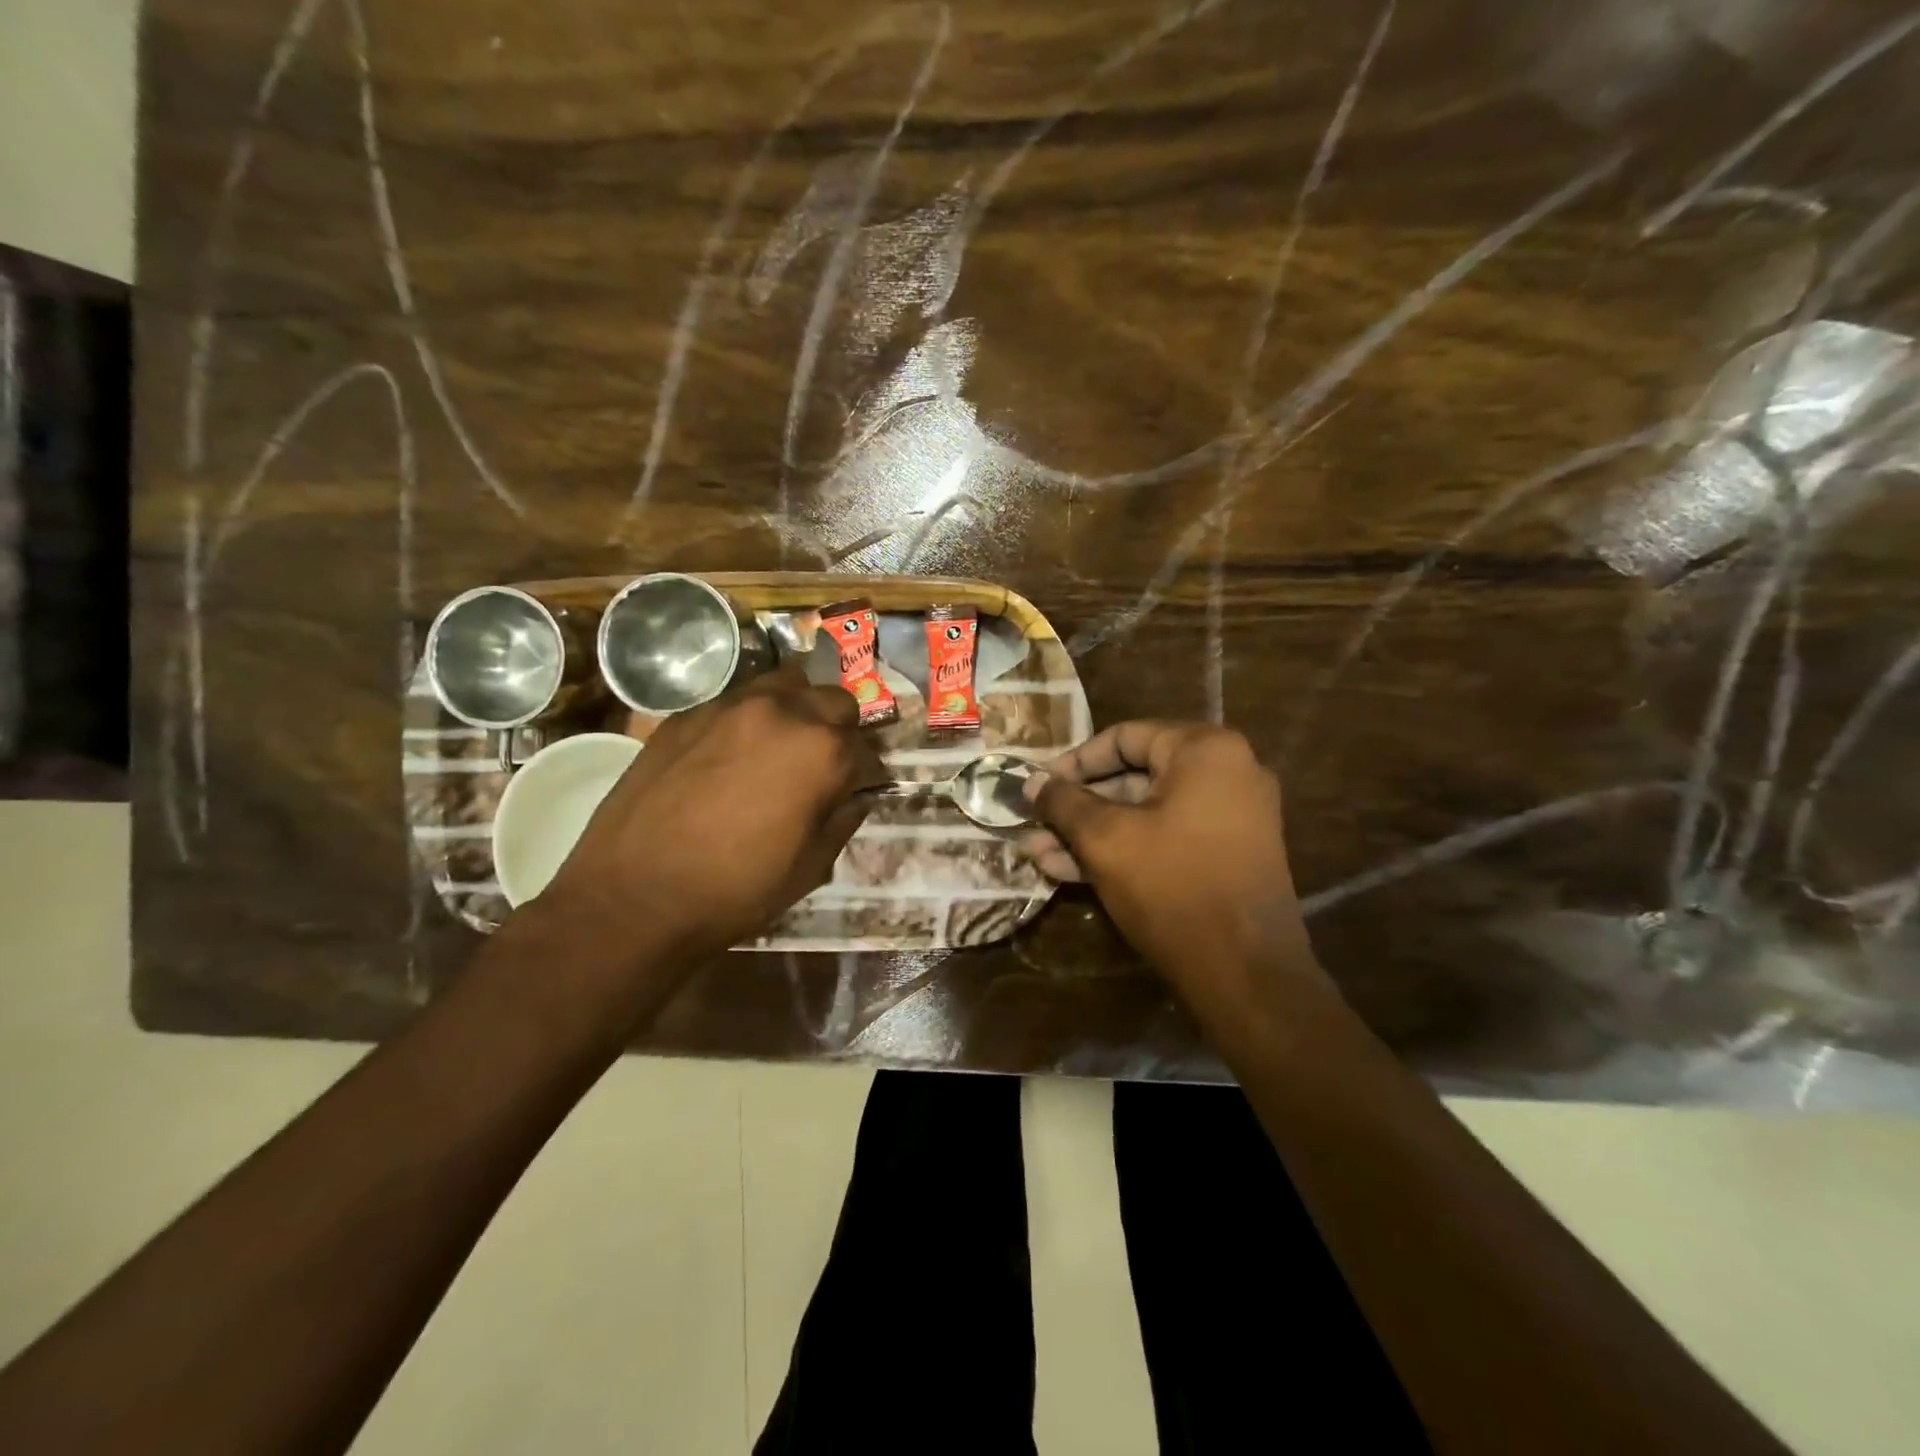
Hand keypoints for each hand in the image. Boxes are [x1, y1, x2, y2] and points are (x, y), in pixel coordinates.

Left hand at [539, 668, 886, 966]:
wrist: (634, 897)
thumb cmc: (736, 890)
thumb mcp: (811, 867)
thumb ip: (844, 819)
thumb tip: (854, 796)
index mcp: (823, 752)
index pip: (868, 751)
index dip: (867, 775)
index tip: (857, 792)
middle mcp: (783, 713)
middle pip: (834, 701)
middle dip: (839, 730)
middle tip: (822, 765)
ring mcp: (731, 706)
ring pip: (785, 684)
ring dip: (796, 710)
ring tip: (781, 746)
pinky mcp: (687, 714)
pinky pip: (735, 702)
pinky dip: (749, 721)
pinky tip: (730, 756)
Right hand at [1022, 722, 1323, 1012]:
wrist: (1247, 974)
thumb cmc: (1172, 887)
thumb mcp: (1106, 839)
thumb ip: (1064, 803)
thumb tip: (1032, 783)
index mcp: (1205, 751)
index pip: (1124, 737)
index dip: (1073, 762)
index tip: (1038, 786)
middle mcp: (1227, 773)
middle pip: (1134, 777)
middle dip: (1078, 807)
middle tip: (1035, 824)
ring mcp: (1231, 817)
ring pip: (1145, 813)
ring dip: (1092, 833)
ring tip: (1039, 854)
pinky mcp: (1226, 856)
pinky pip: (1166, 838)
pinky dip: (1124, 850)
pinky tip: (1069, 871)